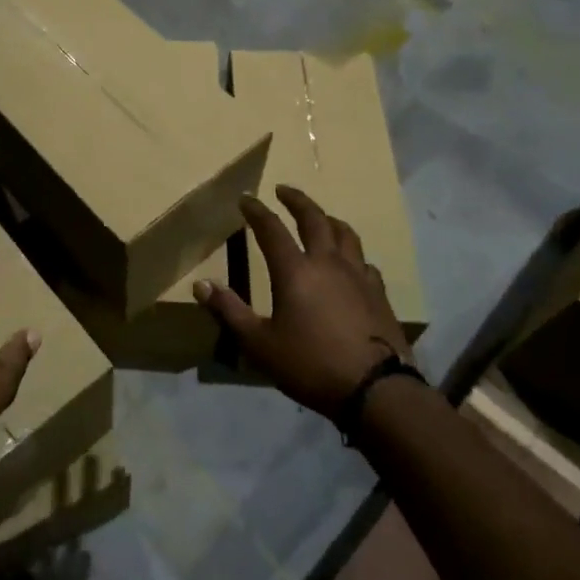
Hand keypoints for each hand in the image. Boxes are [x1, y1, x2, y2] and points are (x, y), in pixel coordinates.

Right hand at [195, 186, 411, 420]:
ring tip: (320, 217)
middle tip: (283, 190)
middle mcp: (328, 263)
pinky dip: (351, 254)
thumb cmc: (310, 364)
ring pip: (344, 234)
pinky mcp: (379, 293)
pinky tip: (350, 264)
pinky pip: (364, 261)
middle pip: (314, 218)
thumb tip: (200, 284)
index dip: (256, 211)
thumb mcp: (259, 344)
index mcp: (296, 270)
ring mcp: (358, 276)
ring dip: (327, 219)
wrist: (375, 389)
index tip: (245, 198)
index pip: (271, 229)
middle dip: (296, 200)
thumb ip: (229, 311)